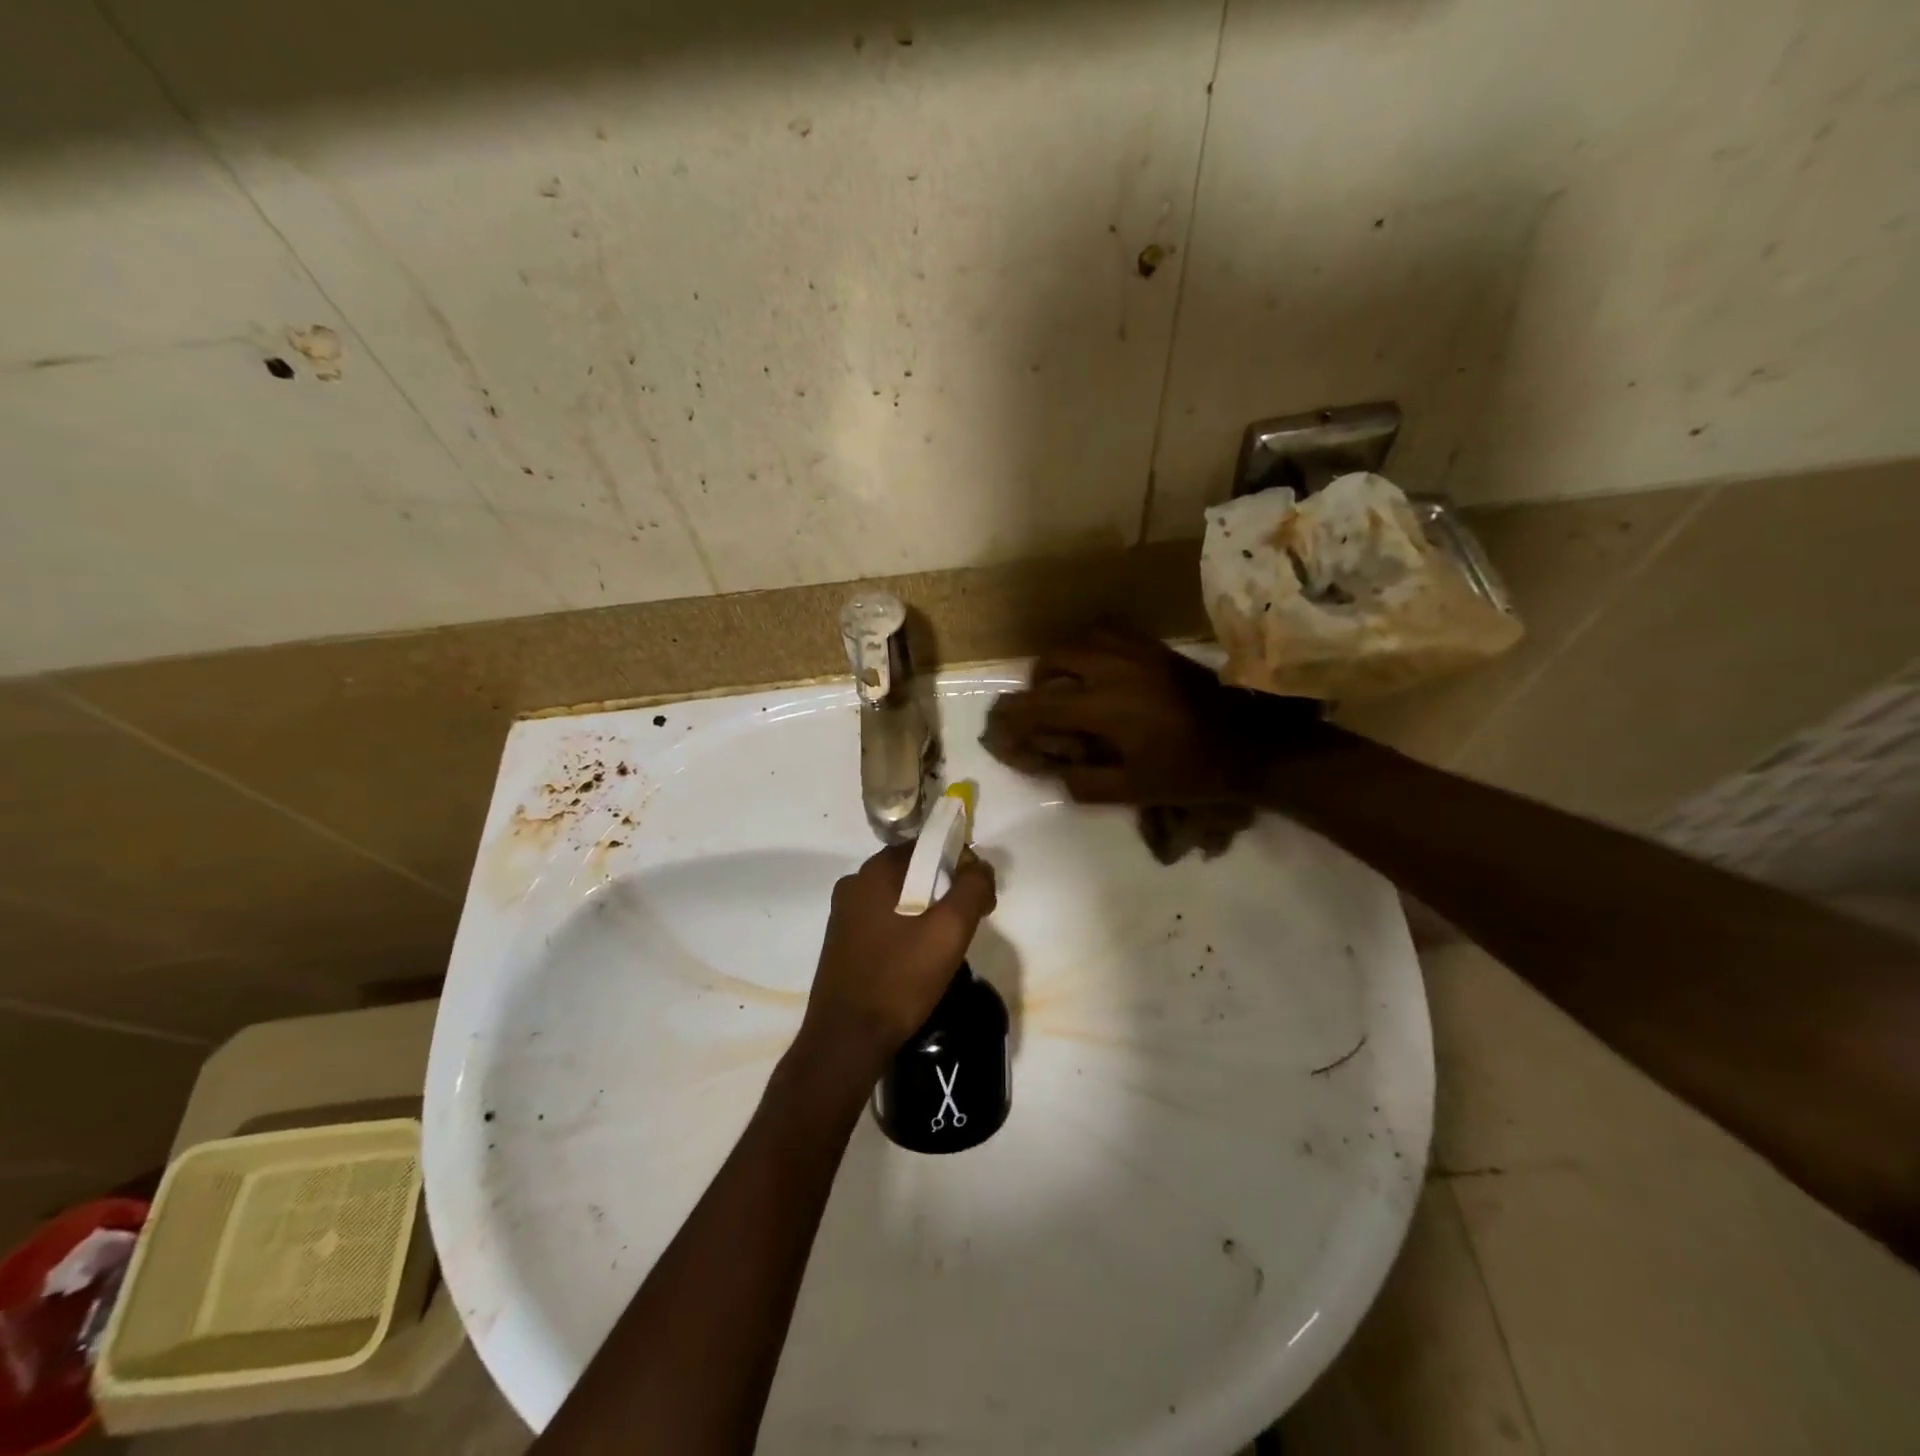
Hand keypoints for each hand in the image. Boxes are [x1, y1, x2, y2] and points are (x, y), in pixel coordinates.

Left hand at [798, 842, 997, 1072]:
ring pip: (900, 897)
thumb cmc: (901, 978)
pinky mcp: (841, 941)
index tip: (979, 898)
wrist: (847, 1039)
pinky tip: (917, 960)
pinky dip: (906, 929)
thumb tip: (980, 868)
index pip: (929, 845)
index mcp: (876, 871)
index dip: (961, 865)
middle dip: (946, 890)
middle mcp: (855, 883)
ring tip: (944, 947)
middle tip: (968, 925)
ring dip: (927, 911)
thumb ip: (973, 889)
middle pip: (914, 870)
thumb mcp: (950, 931)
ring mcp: (844, 913)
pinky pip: (884, 920)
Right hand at [982, 625, 1324, 805]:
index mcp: (1102, 706)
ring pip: (1078, 640)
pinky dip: (1090, 647)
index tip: (996, 729)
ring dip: (1061, 663)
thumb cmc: (1191, 771)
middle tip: (1039, 712)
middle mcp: (1111, 669)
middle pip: (1051, 662)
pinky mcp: (1155, 647)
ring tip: (1066, 686)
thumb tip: (1054, 770)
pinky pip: (1108, 632)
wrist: (1251, 743)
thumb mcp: (1133, 790)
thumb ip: (1084, 782)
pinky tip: (1099, 669)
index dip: (1011, 718)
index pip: (1037, 705)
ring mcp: (1135, 652)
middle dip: (1034, 686)